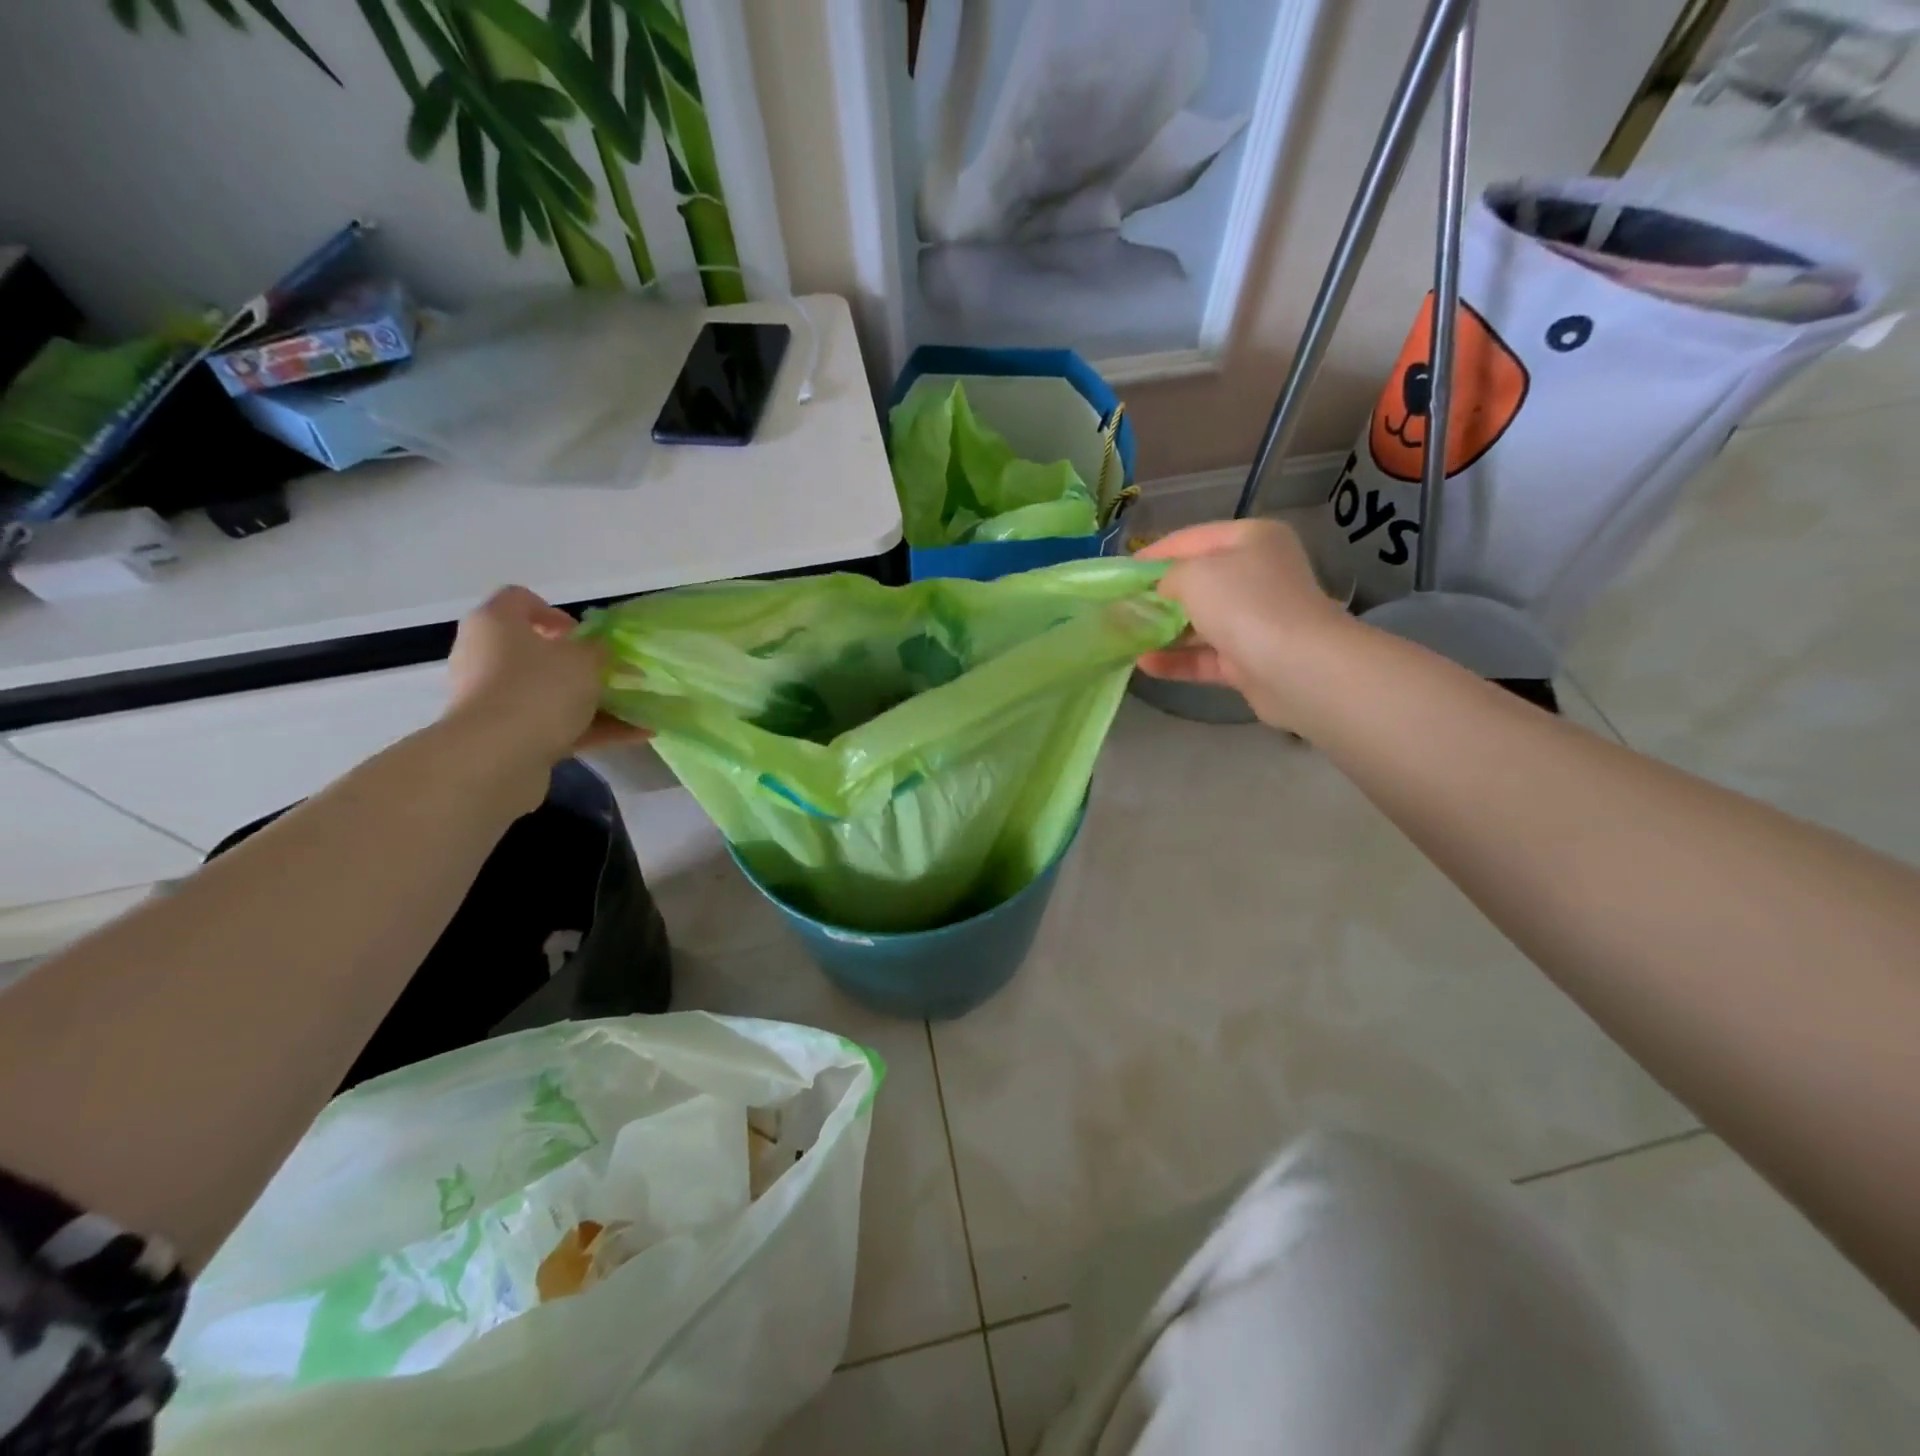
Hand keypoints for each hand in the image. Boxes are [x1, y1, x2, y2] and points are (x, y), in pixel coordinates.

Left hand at [443, 588, 646, 800]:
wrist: (497, 756)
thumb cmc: (539, 688)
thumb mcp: (585, 660)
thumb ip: (599, 650)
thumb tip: (600, 651)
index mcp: (496, 623)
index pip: (521, 600)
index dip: (558, 613)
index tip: (587, 636)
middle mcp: (485, 655)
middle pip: (536, 652)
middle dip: (579, 664)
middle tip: (613, 674)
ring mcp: (493, 698)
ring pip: (549, 692)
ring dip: (590, 700)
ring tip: (635, 709)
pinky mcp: (504, 734)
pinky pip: (553, 724)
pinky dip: (589, 728)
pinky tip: (634, 735)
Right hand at [1137, 519, 1357, 730]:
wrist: (1297, 667)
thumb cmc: (1244, 603)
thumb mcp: (1194, 574)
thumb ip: (1167, 577)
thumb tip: (1159, 591)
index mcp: (1251, 540)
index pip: (1192, 538)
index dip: (1153, 553)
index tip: (1120, 572)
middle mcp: (1258, 575)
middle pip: (1198, 581)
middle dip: (1157, 595)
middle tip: (1120, 607)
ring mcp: (1256, 619)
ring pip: (1200, 622)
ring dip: (1164, 630)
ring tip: (1125, 637)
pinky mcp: (1251, 659)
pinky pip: (1205, 656)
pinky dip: (1177, 659)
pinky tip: (1145, 664)